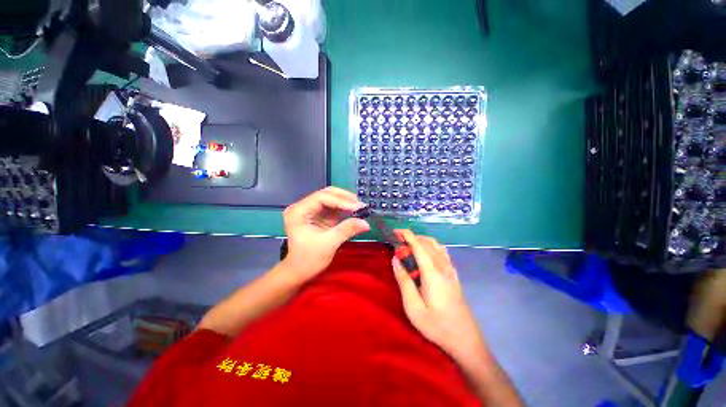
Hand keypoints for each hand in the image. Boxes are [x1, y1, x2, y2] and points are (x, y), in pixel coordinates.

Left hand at [282, 187, 369, 281]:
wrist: (298, 272)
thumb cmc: (308, 260)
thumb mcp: (328, 244)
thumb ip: (346, 230)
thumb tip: (366, 223)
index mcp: (298, 211)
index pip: (321, 198)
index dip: (341, 201)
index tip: (357, 207)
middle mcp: (302, 207)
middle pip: (326, 194)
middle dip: (344, 198)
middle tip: (360, 205)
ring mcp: (310, 210)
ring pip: (330, 198)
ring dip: (345, 202)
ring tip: (359, 207)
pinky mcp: (317, 216)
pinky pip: (332, 207)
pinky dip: (343, 208)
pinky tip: (353, 211)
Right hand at [392, 230, 484, 359]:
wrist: (465, 339)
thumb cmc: (437, 325)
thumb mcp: (413, 308)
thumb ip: (404, 281)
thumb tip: (395, 259)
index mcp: (432, 273)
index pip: (419, 246)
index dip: (407, 235)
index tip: (395, 231)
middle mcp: (443, 266)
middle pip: (427, 243)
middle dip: (412, 237)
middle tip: (398, 242)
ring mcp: (450, 270)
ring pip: (436, 245)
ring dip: (422, 240)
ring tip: (409, 246)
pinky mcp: (453, 274)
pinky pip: (442, 252)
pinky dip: (430, 246)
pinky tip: (424, 255)